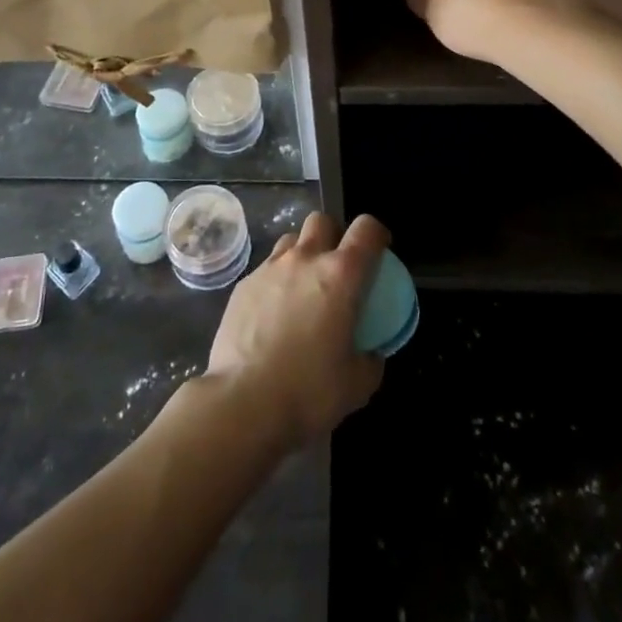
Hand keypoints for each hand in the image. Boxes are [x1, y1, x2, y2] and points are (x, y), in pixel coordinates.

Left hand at [205, 212, 389, 449]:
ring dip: (303, 254)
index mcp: (341, 275)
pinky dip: (277, 280)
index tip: (380, 250)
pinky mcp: (244, 284)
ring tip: (303, 287)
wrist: (242, 401)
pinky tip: (274, 313)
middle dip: (334, 235)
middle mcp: (305, 259)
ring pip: (291, 240)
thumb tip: (372, 352)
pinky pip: (267, 268)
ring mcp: (270, 268)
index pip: (366, 229)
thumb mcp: (356, 385)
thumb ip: (371, 361)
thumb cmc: (308, 391)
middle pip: (323, 220)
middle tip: (337, 267)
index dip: (377, 233)